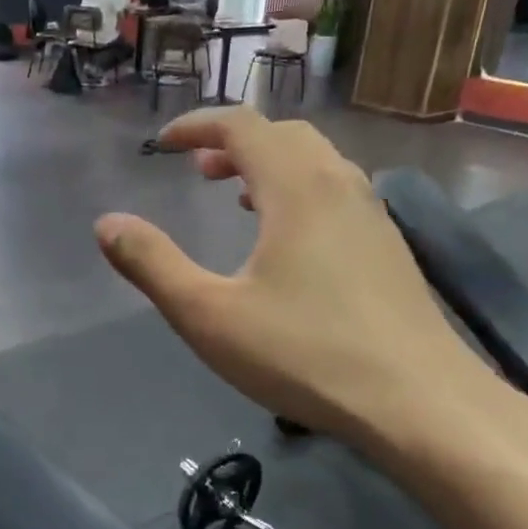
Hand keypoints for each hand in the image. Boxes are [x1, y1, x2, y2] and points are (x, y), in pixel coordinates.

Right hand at [94, 108, 498, 456]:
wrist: (420, 403)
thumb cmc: (305, 354)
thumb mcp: (208, 315)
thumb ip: (153, 264)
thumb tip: (107, 224)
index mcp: (296, 187)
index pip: (242, 125)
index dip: (197, 126)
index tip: (162, 145)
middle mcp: (340, 184)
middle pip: (284, 135)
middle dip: (235, 142)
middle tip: (199, 170)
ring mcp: (373, 215)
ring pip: (317, 163)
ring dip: (271, 165)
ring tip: (239, 196)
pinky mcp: (390, 248)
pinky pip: (338, 192)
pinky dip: (301, 191)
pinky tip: (290, 241)